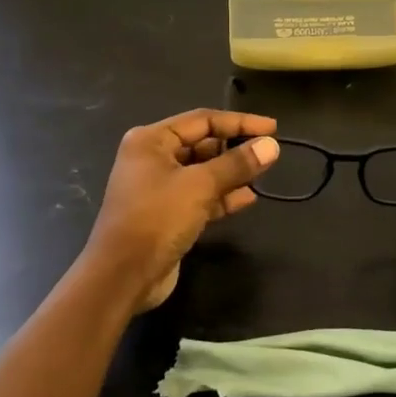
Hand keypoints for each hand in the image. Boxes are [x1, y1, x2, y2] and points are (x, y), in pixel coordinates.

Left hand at [85, 109, 279, 311]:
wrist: (123, 277)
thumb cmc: (157, 219)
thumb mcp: (200, 186)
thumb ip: (237, 164)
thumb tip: (271, 146)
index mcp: (151, 140)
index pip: (202, 120)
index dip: (240, 122)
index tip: (272, 129)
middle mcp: (152, 158)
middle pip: (202, 144)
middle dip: (235, 148)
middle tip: (268, 153)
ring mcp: (159, 188)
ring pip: (203, 172)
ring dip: (232, 173)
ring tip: (263, 174)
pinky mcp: (167, 214)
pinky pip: (201, 196)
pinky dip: (223, 196)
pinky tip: (248, 199)